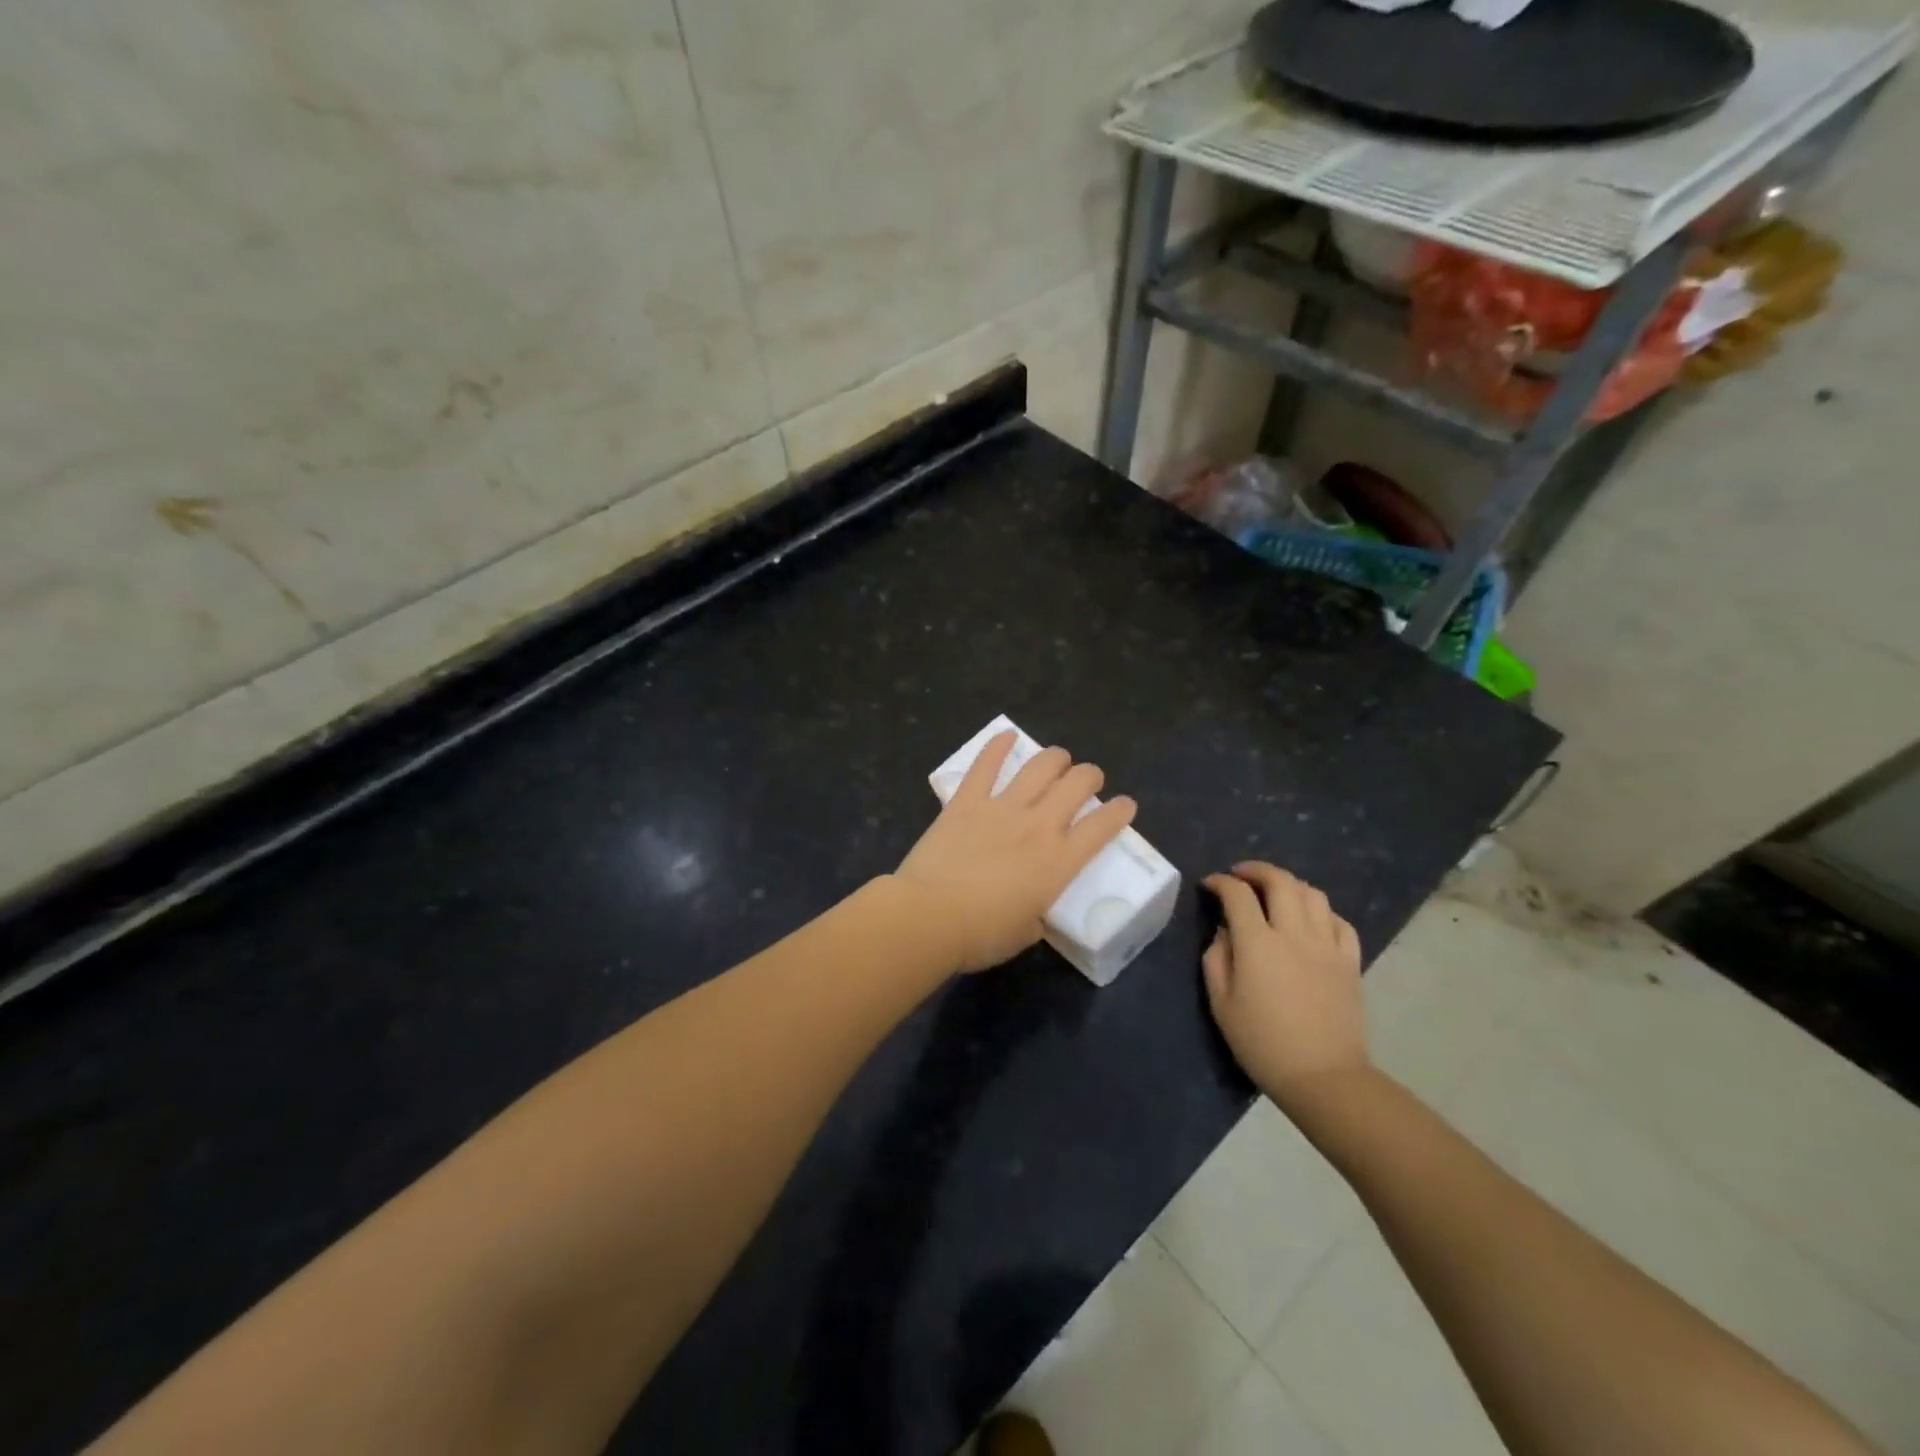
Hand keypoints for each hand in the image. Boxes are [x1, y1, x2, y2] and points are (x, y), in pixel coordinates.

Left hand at [893, 732, 1136, 972]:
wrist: (930, 916)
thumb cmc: (981, 934)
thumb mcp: (1025, 933)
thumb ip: (1036, 916)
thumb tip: (1031, 913)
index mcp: (1058, 862)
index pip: (1102, 828)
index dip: (1120, 811)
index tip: (1125, 805)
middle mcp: (1038, 826)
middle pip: (1076, 786)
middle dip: (1090, 776)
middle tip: (1088, 780)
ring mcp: (1001, 808)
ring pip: (1039, 768)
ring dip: (1055, 758)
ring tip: (1059, 758)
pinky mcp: (966, 802)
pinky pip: (985, 766)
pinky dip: (997, 747)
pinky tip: (1006, 735)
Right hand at [1202, 862, 1367, 1104]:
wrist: (1323, 1077)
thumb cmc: (1262, 1043)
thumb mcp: (1221, 1004)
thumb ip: (1217, 959)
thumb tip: (1225, 932)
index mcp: (1257, 944)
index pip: (1238, 895)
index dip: (1221, 882)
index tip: (1210, 884)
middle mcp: (1294, 934)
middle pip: (1280, 881)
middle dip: (1256, 870)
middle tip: (1241, 875)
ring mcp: (1327, 946)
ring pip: (1312, 894)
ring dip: (1290, 885)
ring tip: (1276, 893)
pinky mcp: (1350, 962)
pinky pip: (1340, 922)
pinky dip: (1322, 912)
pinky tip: (1311, 921)